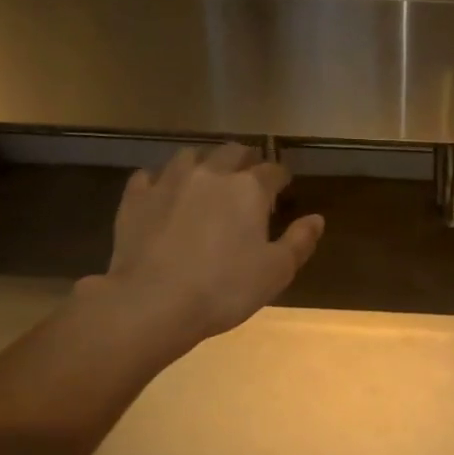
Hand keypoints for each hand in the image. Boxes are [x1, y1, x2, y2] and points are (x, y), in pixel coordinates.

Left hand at [96, 143, 323, 350]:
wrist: (154, 302)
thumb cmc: (224, 289)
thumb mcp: (276, 272)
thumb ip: (299, 241)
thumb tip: (317, 218)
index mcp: (248, 189)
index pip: (272, 171)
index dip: (281, 177)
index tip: (283, 187)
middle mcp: (210, 174)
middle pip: (232, 152)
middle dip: (245, 160)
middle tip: (249, 175)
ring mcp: (168, 181)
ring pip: (190, 156)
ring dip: (204, 162)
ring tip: (207, 178)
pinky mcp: (136, 198)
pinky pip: (149, 176)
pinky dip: (161, 180)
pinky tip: (163, 193)